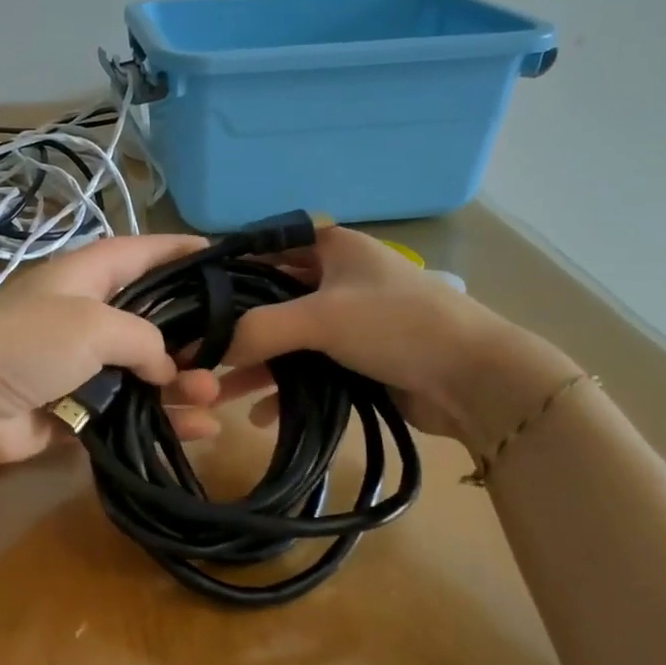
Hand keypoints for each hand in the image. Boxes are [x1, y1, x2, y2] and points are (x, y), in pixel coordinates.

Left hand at [0, 235, 225, 465]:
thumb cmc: (26, 343)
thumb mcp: (91, 323)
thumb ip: (142, 338)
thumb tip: (165, 368)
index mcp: (86, 277)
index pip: (142, 253)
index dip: (181, 251)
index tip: (225, 256)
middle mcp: (86, 316)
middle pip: (151, 319)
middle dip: (193, 334)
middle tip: (236, 350)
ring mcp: (81, 366)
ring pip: (144, 372)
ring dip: (181, 385)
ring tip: (214, 397)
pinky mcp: (76, 409)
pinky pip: (127, 413)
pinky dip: (159, 420)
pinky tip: (198, 430)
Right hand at [197, 226, 576, 448]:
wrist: (475, 379)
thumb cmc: (397, 326)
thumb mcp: (320, 318)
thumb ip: (258, 329)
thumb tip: (206, 350)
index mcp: (332, 248)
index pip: (266, 249)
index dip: (228, 270)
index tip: (190, 298)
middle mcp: (337, 279)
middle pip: (271, 298)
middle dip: (235, 328)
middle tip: (195, 351)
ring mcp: (348, 321)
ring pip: (287, 339)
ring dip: (255, 365)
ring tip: (217, 393)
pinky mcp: (357, 360)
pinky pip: (308, 369)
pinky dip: (284, 389)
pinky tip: (260, 416)